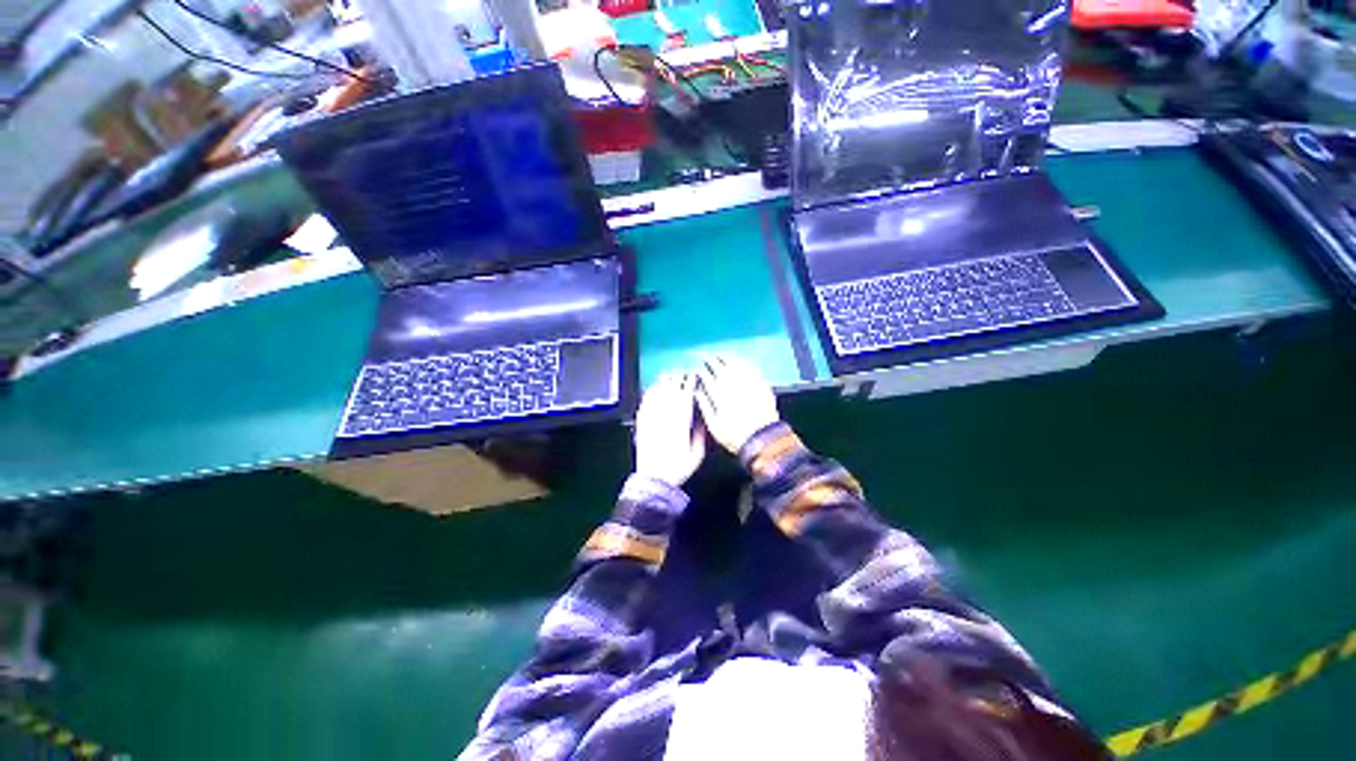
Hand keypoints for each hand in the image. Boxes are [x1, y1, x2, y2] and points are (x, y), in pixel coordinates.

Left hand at [634, 373, 706, 486]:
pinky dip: (649, 395)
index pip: (685, 398)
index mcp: (680, 425)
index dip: (689, 386)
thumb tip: (701, 421)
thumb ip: (700, 435)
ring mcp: (651, 421)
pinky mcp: (641, 425)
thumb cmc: (677, 469)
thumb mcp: (696, 455)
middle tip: (681, 373)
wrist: (653, 480)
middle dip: (677, 381)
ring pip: (657, 397)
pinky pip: (645, 405)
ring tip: (668, 376)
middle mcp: (665, 419)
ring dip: (663, 384)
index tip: (693, 378)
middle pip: (670, 393)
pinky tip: (652, 389)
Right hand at [695, 356, 779, 453]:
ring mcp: (748, 384)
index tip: (699, 370)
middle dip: (712, 362)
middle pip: (721, 368)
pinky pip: (750, 369)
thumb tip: (698, 394)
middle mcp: (734, 386)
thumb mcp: (714, 426)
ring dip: (727, 359)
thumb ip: (704, 407)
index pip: (708, 378)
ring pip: (736, 366)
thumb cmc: (736, 436)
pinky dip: (743, 364)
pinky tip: (740, 363)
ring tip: (722, 357)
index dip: (702, 373)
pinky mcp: (761, 385)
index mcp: (719, 395)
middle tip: (708, 358)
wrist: (763, 439)